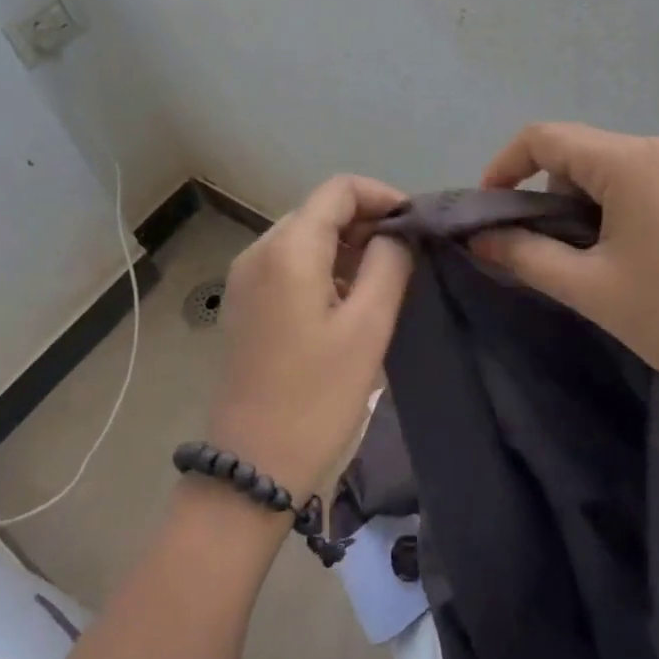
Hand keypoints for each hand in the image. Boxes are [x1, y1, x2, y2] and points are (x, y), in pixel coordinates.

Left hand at [205, 175, 414, 496]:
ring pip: (304, 237)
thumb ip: (388, 264)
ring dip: (346, 246)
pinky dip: (322, 267)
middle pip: (319, 210)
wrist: (251, 468)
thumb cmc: (316, 397)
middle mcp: (258, 250)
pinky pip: (288, 264)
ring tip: (382, 281)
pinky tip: (347, 301)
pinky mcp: (243, 303)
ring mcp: (245, 277)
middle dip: (365, 222)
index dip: (382, 196)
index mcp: (287, 249)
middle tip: (406, 257)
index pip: (339, 189)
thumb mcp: (368, 328)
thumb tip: (395, 234)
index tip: (415, 225)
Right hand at [470, 123, 658, 420]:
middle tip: (539, 250)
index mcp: (632, 160)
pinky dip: (615, 210)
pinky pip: (642, 183)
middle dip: (545, 194)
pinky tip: (627, 258)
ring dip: (581, 205)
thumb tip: (478, 237)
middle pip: (578, 153)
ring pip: (610, 170)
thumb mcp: (589, 288)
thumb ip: (524, 254)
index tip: (487, 212)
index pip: (545, 137)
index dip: (504, 166)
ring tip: (586, 262)